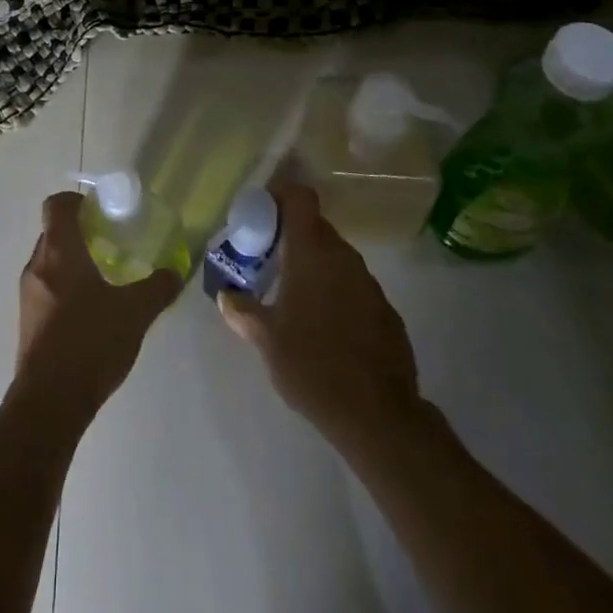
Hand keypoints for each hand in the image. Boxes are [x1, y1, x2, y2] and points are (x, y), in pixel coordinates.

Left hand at [12, 192, 180, 423]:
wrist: (49, 403)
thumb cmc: (90, 342)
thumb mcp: (134, 313)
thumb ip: (157, 289)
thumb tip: (175, 272)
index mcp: (59, 251)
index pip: (56, 205)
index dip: (75, 201)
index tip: (99, 212)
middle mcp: (37, 265)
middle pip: (53, 232)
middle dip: (79, 233)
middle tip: (109, 244)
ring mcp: (28, 295)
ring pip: (48, 263)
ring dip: (71, 263)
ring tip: (103, 280)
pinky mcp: (27, 323)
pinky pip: (45, 290)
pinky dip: (64, 290)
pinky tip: (89, 314)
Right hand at [216, 184, 426, 454]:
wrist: (378, 416)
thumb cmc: (312, 365)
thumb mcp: (266, 339)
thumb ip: (243, 311)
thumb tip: (225, 296)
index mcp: (311, 251)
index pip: (300, 197)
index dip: (282, 196)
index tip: (264, 213)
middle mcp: (343, 256)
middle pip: (316, 227)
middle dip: (292, 237)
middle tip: (270, 260)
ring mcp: (369, 283)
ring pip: (336, 258)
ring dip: (316, 266)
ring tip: (295, 296)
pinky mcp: (387, 311)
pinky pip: (355, 286)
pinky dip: (338, 293)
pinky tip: (327, 327)